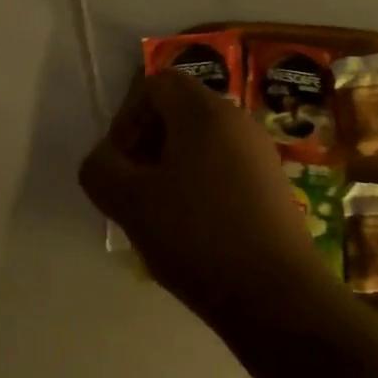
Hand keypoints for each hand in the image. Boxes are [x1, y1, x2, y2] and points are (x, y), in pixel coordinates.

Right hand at [79, 71, 329, 319]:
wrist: (276, 294)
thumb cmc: (197, 236)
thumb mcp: (129, 203)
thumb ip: (101, 169)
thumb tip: (104, 159)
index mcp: (204, 111)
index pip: (157, 83)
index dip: (128, 115)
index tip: (120, 159)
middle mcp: (238, 120)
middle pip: (180, 109)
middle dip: (148, 141)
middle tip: (134, 185)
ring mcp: (261, 152)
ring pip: (203, 140)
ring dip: (172, 165)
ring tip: (160, 211)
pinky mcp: (274, 185)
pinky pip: (226, 165)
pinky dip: (201, 182)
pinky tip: (193, 227)